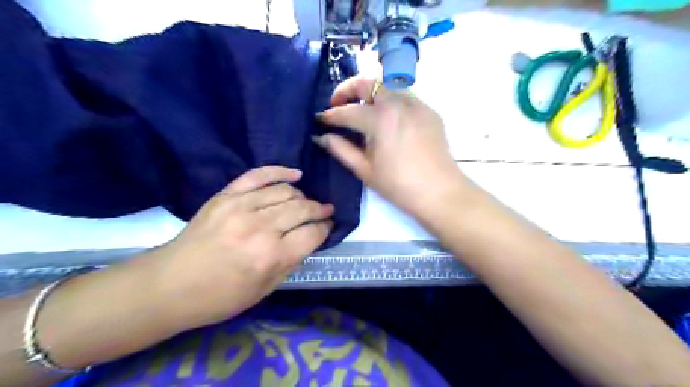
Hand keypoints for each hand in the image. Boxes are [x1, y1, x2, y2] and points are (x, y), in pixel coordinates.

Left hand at [151, 165, 333, 328]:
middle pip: (303, 208)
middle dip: (319, 209)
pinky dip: (280, 172)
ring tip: (305, 202)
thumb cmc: (220, 297)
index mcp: (272, 257)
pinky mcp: (226, 196)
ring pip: (285, 191)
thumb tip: (309, 238)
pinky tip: (295, 175)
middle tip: (325, 211)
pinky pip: (258, 175)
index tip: (328, 226)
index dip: (325, 228)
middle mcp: (260, 228)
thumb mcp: (265, 290)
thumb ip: (291, 261)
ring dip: (302, 196)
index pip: (313, 233)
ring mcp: (241, 207)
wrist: (169, 285)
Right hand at [315, 76, 465, 217]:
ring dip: (370, 93)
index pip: (347, 111)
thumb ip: (341, 149)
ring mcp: (417, 105)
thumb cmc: (398, 185)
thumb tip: (321, 137)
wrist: (440, 192)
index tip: (319, 119)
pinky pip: (405, 97)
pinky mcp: (429, 111)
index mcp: (380, 119)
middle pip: (368, 82)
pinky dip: (390, 102)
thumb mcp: (365, 170)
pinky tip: (387, 120)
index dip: (330, 115)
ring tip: (362, 111)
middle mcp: (399, 103)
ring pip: (388, 86)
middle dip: (348, 89)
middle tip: (338, 104)